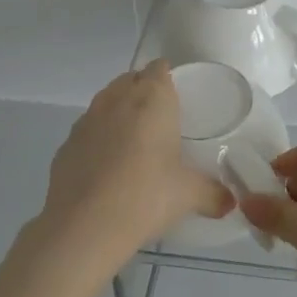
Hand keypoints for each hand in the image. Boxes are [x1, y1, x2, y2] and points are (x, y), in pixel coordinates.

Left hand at [37, 63, 231, 259]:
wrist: (83, 227)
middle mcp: (117, 100)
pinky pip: (87, 131)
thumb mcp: (188, 196)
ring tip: (134, 141)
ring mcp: (86, 121)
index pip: (159, 69)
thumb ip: (213, 194)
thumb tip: (231, 203)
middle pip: (130, 80)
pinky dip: (98, 139)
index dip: (168, 76)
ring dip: (119, 112)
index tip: (178, 94)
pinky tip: (107, 166)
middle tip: (161, 118)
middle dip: (143, 90)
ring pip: (105, 102)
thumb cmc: (146, 196)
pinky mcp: (65, 146)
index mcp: (152, 99)